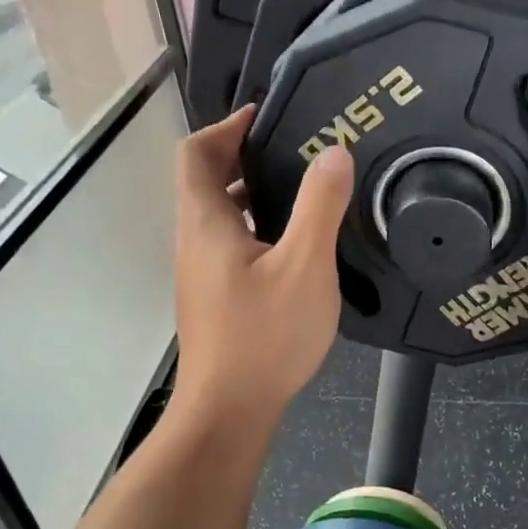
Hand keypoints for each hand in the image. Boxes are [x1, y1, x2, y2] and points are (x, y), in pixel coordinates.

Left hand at [172, 105, 354, 428]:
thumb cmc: (264, 335)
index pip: (195, 154)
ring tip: (301, 190)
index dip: (224, 127)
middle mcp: (194, 242)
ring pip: (218, 217)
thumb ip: (320, 205)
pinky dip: (255, 228)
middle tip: (292, 150)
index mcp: (205, 223)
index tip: (263, 118)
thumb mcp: (305, 265)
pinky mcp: (214, 299)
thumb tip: (333, 152)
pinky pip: (229, 245)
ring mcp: (201, 274)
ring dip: (251, 195)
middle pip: (204, 182)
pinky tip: (295, 246)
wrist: (229, 410)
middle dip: (242, 158)